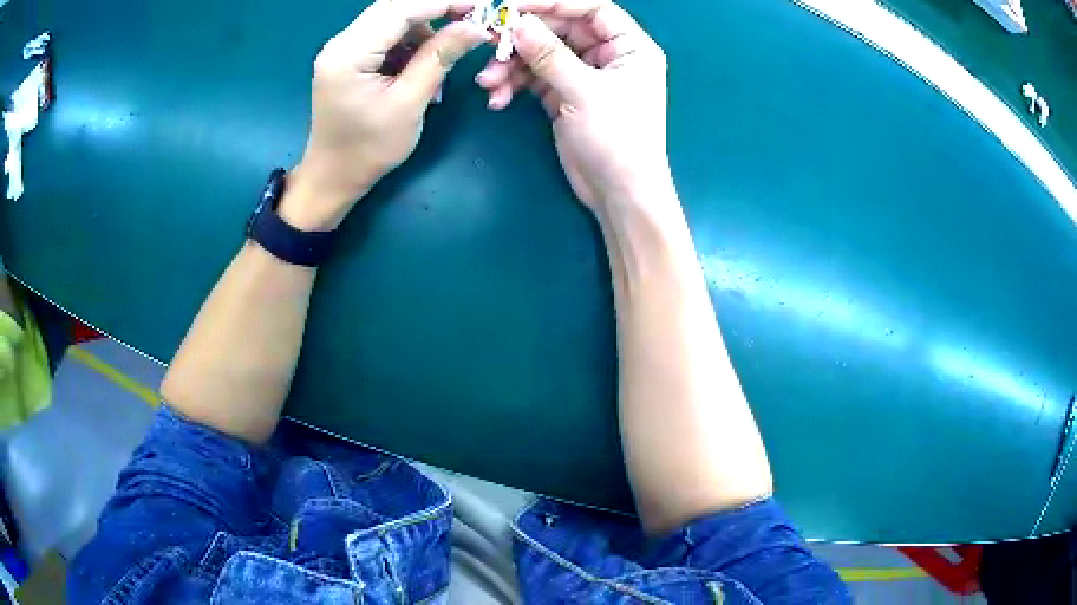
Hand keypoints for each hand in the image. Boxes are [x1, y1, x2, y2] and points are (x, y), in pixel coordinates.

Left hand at [284, 0, 489, 229]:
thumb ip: (439, 57)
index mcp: (348, 54)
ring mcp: (343, 49)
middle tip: (471, 20)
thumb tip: (476, 26)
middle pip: (394, 7)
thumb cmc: (368, 149)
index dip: (443, 2)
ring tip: (441, 62)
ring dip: (424, 31)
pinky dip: (410, 45)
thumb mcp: (409, 103)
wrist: (333, 177)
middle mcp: (340, 43)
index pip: (401, 8)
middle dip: (436, 10)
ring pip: (393, 20)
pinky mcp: (349, 58)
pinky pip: (386, 37)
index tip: (480, 6)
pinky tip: (420, 70)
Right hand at [475, 0, 671, 211]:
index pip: (591, 8)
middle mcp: (607, 55)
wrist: (619, 195)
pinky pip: (534, 78)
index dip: (553, 3)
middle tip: (488, 42)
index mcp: (629, 46)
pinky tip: (498, 99)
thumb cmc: (617, 139)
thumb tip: (517, 22)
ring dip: (511, 65)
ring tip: (488, 83)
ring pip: (540, 54)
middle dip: (522, 39)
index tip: (512, 5)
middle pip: (559, 29)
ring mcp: (584, 75)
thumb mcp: (584, 91)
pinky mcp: (564, 95)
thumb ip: (549, 54)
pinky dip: (514, 85)